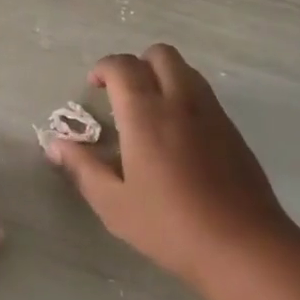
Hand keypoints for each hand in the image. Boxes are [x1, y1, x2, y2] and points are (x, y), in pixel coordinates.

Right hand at [47, 44, 296, 289]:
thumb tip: (56, 144)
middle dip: (137, 64)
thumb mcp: (114, 203)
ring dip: (163, 76)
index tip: (94, 86)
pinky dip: (185, 96)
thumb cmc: (170, 225)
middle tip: (123, 94)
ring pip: (186, 70)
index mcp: (146, 113)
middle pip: (160, 54)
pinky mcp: (233, 130)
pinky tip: (178, 135)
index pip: (123, 66)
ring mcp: (212, 113)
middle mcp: (181, 101)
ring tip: (150, 111)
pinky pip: (204, 94)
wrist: (243, 246)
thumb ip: (83, 168)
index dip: (104, 68)